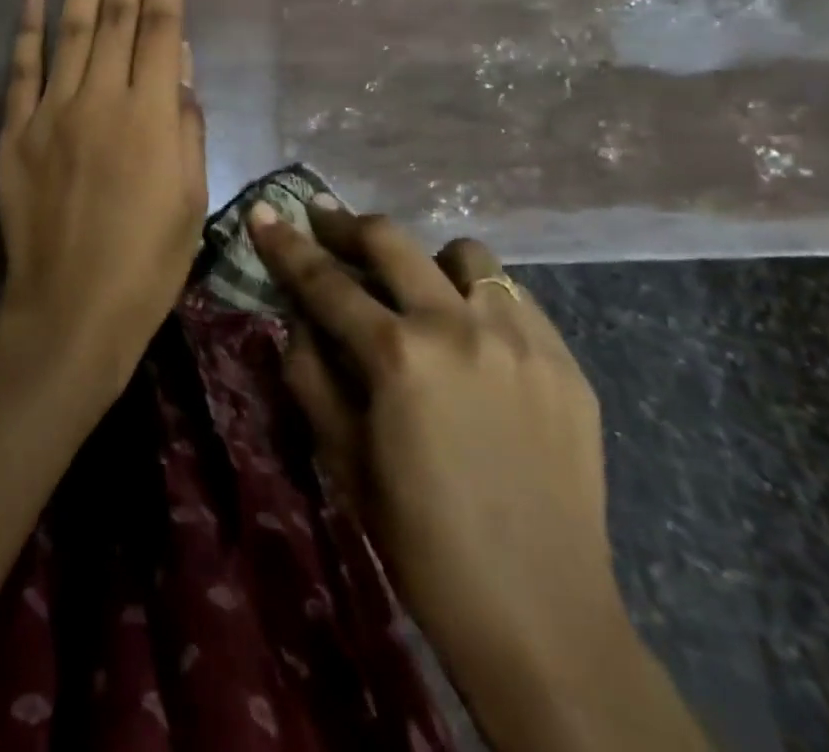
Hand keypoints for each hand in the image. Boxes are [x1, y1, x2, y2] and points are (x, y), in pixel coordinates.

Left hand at [0, 0, 207, 389]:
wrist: (71, 309)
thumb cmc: (148, 262)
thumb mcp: (192, 197)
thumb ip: (188, 124)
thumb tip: (183, 64)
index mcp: (153, 115)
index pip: (164, 28)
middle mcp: (102, 98)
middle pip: (118, 13)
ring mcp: (51, 110)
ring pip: (72, 25)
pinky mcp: (15, 130)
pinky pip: (22, 65)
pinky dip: (28, 22)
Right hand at [251, 204, 707, 751]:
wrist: (542, 616)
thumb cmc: (422, 541)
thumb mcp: (342, 457)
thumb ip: (310, 373)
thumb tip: (299, 317)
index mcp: (398, 356)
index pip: (325, 280)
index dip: (286, 244)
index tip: (264, 213)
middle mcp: (459, 326)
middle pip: (391, 241)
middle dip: (346, 225)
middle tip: (323, 220)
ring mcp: (521, 338)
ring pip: (465, 255)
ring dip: (426, 260)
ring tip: (413, 288)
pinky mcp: (564, 360)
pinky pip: (514, 297)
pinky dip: (480, 298)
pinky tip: (471, 334)